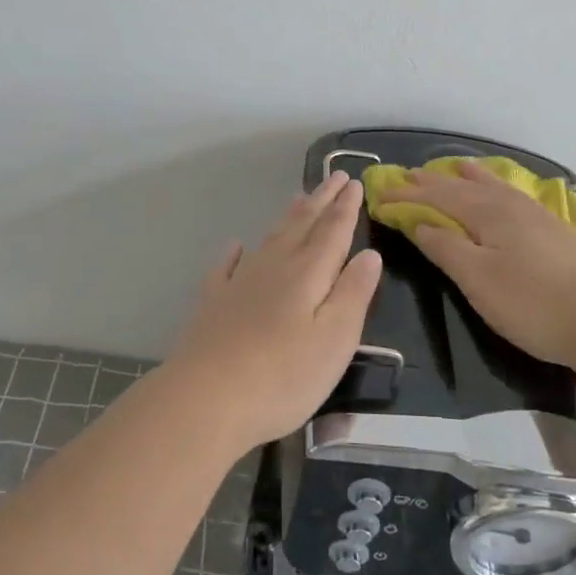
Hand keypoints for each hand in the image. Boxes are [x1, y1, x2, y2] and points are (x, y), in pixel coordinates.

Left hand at [164, 171, 382, 450]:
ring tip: (299, 198)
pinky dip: (234, 253)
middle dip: (321, 201)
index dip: (345, 208)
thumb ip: (353, 293)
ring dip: (287, 217)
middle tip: (335, 176)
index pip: (333, 231)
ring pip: (269, 239)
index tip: (354, 182)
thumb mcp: (335, 339)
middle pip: (301, 226)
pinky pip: (226, 266)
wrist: (206, 398)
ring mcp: (239, 283)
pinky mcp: (213, 303)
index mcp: (308, 274)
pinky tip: (235, 245)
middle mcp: (274, 267)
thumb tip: (369, 254)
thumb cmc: (283, 375)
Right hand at [383, 161, 575, 366]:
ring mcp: (535, 215)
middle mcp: (509, 205)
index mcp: (486, 213)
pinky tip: (503, 193)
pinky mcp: (554, 230)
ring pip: (493, 186)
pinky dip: (496, 187)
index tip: (380, 195)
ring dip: (467, 177)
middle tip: (407, 174)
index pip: (436, 198)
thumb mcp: (477, 279)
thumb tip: (418, 222)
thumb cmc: (531, 302)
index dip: (407, 196)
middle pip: (462, 187)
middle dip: (432, 182)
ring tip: (454, 166)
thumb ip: (445, 247)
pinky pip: (512, 195)